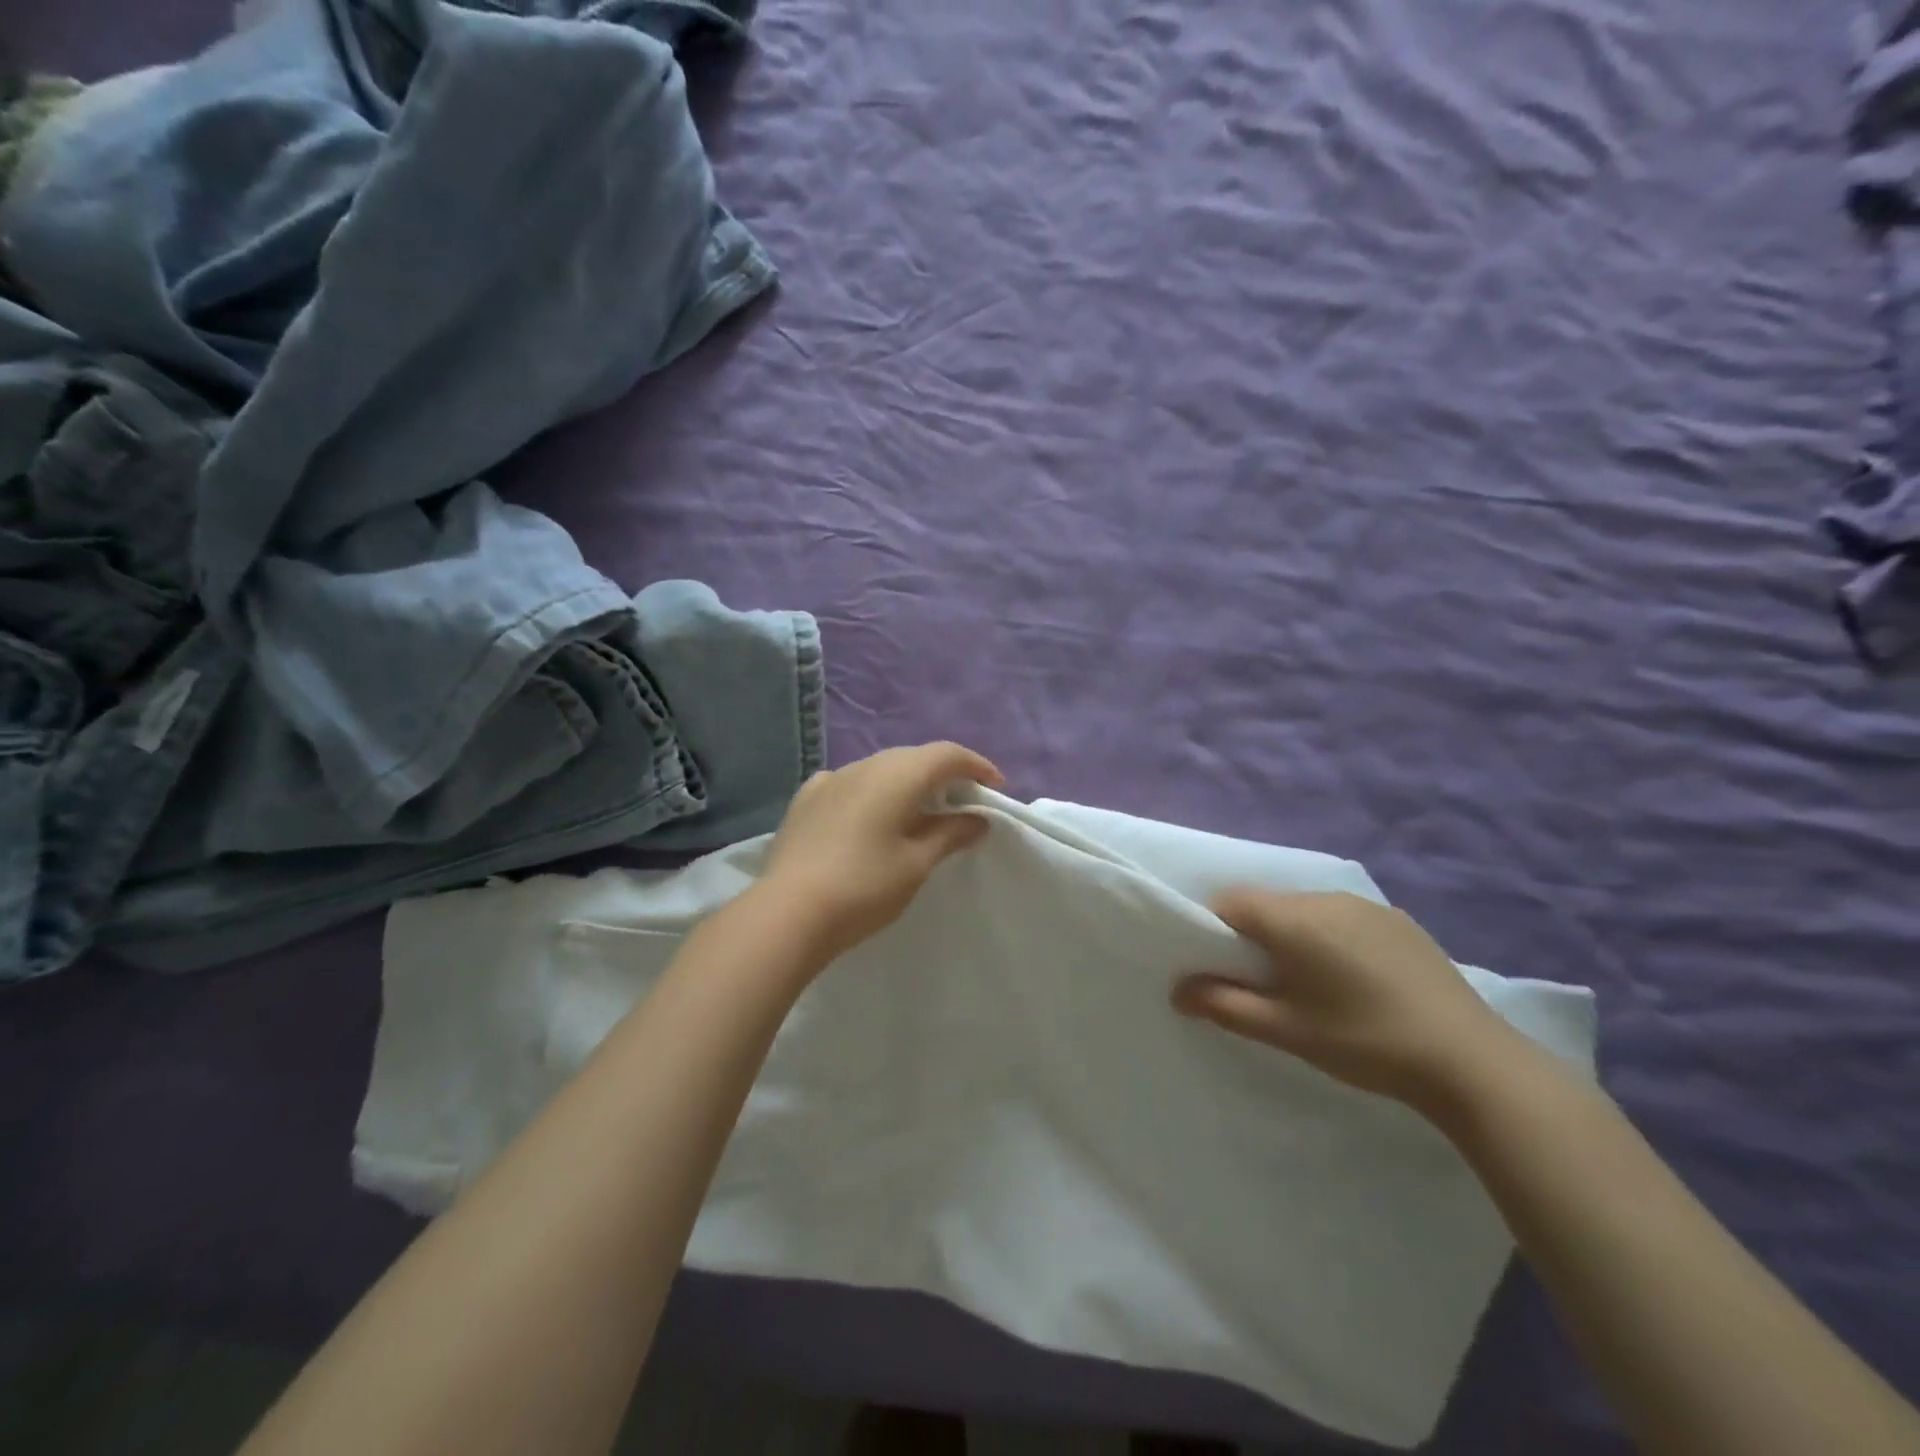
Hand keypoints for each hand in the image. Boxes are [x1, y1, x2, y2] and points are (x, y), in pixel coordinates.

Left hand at [759, 741, 1004, 963]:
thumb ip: (950, 834)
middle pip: (914, 757)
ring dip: (907, 782)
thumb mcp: (917, 863)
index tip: (996, 789)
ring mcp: (830, 779)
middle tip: (964, 803)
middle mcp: (863, 765)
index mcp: (897, 774)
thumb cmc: (864, 887)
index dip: (977, 767)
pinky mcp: (806, 799)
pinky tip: (870, 814)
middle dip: (944, 775)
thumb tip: (977, 819)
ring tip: (921, 811)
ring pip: (880, 768)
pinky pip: (850, 783)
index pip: (947, 754)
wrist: (788, 913)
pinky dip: (872, 791)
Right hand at [1172, 889, 1524, 1112]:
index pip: (1230, 902)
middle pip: (1267, 905)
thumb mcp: (1286, 1031)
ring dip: (1295, 936)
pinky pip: (1343, 917)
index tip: (1225, 969)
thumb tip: (1177, 990)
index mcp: (1293, 919)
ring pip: (1305, 910)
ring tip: (1316, 987)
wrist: (1471, 1061)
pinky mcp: (1399, 920)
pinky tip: (1358, 981)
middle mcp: (1325, 897)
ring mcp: (1367, 906)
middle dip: (1255, 936)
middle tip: (1268, 985)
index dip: (1215, 929)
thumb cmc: (1364, 1042)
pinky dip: (1332, 938)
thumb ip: (1224, 1005)